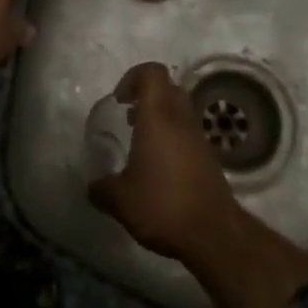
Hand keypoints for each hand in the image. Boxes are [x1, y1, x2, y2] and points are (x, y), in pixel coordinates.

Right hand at [88, 63, 241, 265]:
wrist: (214, 235)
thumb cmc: (163, 205)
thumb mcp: (120, 200)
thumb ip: (102, 189)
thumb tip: (92, 187)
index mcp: (158, 117)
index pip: (153, 73)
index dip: (134, 77)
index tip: (120, 100)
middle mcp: (181, 120)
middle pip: (169, 88)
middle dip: (147, 96)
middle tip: (129, 117)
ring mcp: (199, 139)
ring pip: (181, 112)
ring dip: (161, 119)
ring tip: (141, 145)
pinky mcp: (210, 160)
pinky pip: (188, 135)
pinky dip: (173, 140)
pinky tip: (159, 169)